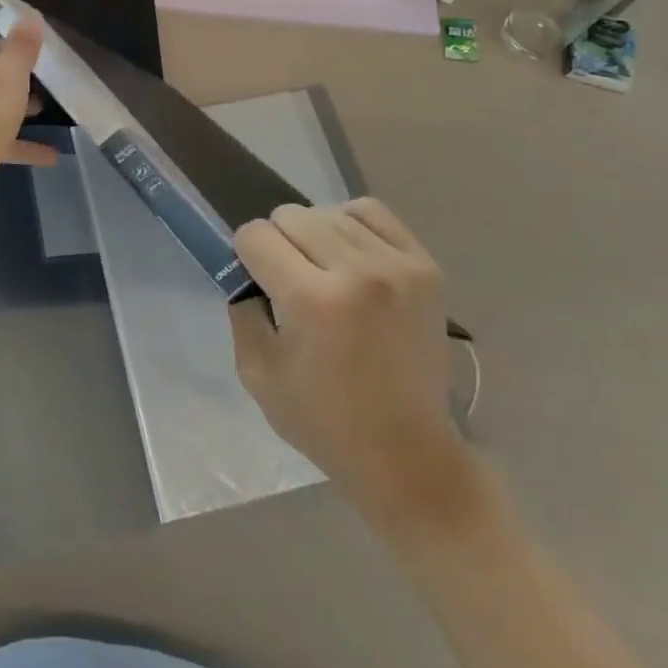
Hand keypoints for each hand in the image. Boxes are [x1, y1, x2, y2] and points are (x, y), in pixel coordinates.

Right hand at [230, 199, 465, 515]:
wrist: (409, 455)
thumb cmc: (325, 421)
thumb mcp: (257, 372)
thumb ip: (243, 309)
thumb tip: (248, 270)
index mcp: (312, 300)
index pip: (256, 235)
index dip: (247, 255)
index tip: (257, 282)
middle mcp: (357, 272)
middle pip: (290, 216)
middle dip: (278, 243)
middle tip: (289, 281)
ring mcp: (397, 266)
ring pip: (327, 212)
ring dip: (313, 235)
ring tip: (322, 270)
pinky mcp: (424, 266)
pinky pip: (371, 212)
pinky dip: (350, 224)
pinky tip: (349, 255)